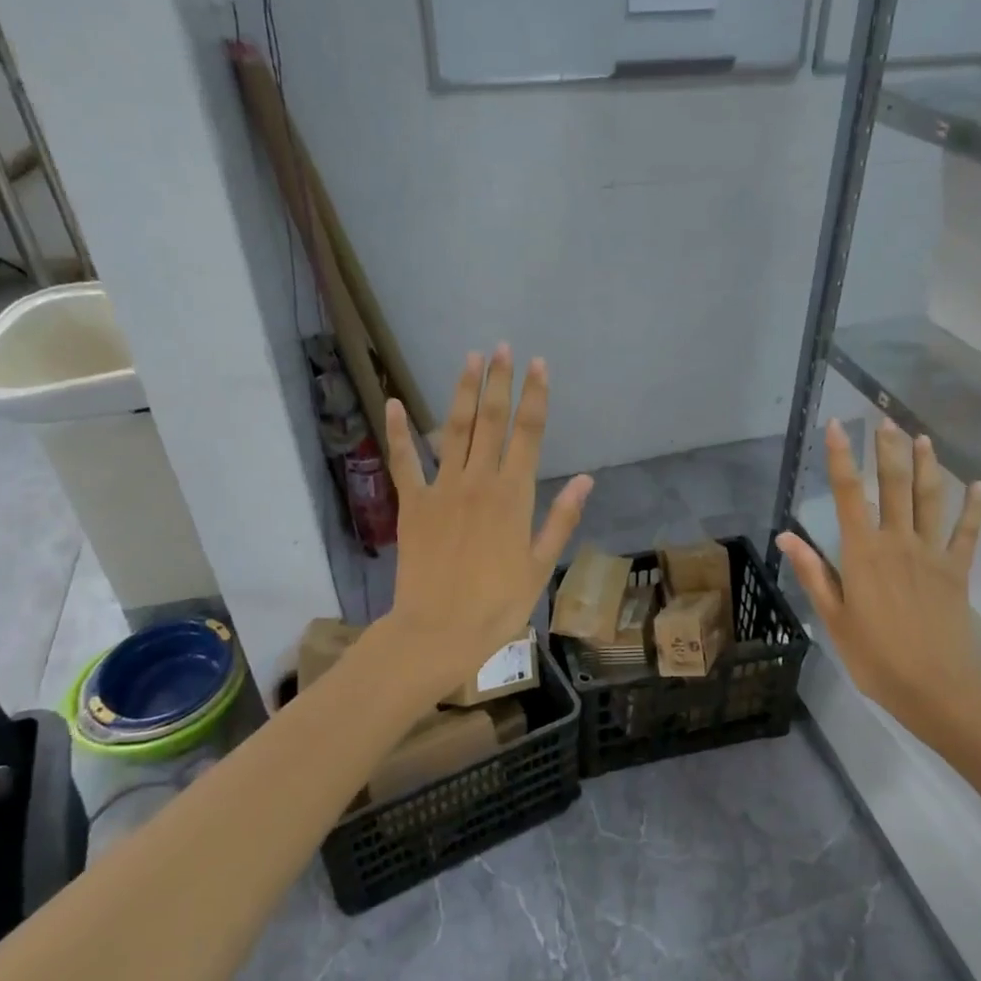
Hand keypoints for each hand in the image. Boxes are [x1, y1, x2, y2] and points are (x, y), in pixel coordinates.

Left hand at [383, 345, 592, 695]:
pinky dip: (398, 432)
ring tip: (469, 358)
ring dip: (461, 392)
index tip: (539, 364)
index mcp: (514, 495)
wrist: (438, 632)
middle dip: (498, 381)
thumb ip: (561, 518)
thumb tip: (587, 479)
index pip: (529, 434)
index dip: (535, 396)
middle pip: (491, 421)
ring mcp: (441, 489)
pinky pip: (404, 461)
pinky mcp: (412, 504)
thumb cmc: (497, 606)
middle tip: (501, 348)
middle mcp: (479, 481)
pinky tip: (393, 402)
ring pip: (453, 430)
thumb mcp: (540, 566)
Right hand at [776, 418, 980, 745]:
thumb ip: (814, 573)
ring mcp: (933, 554)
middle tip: (884, 419)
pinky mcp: (959, 570)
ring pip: (930, 499)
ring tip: (922, 437)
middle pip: (893, 485)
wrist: (938, 688)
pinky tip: (979, 486)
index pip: (848, 494)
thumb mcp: (834, 618)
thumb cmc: (876, 658)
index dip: (841, 458)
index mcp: (863, 553)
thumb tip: (787, 535)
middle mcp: (898, 542)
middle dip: (887, 449)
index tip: (837, 426)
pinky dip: (975, 508)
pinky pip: (969, 533)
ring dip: (927, 466)